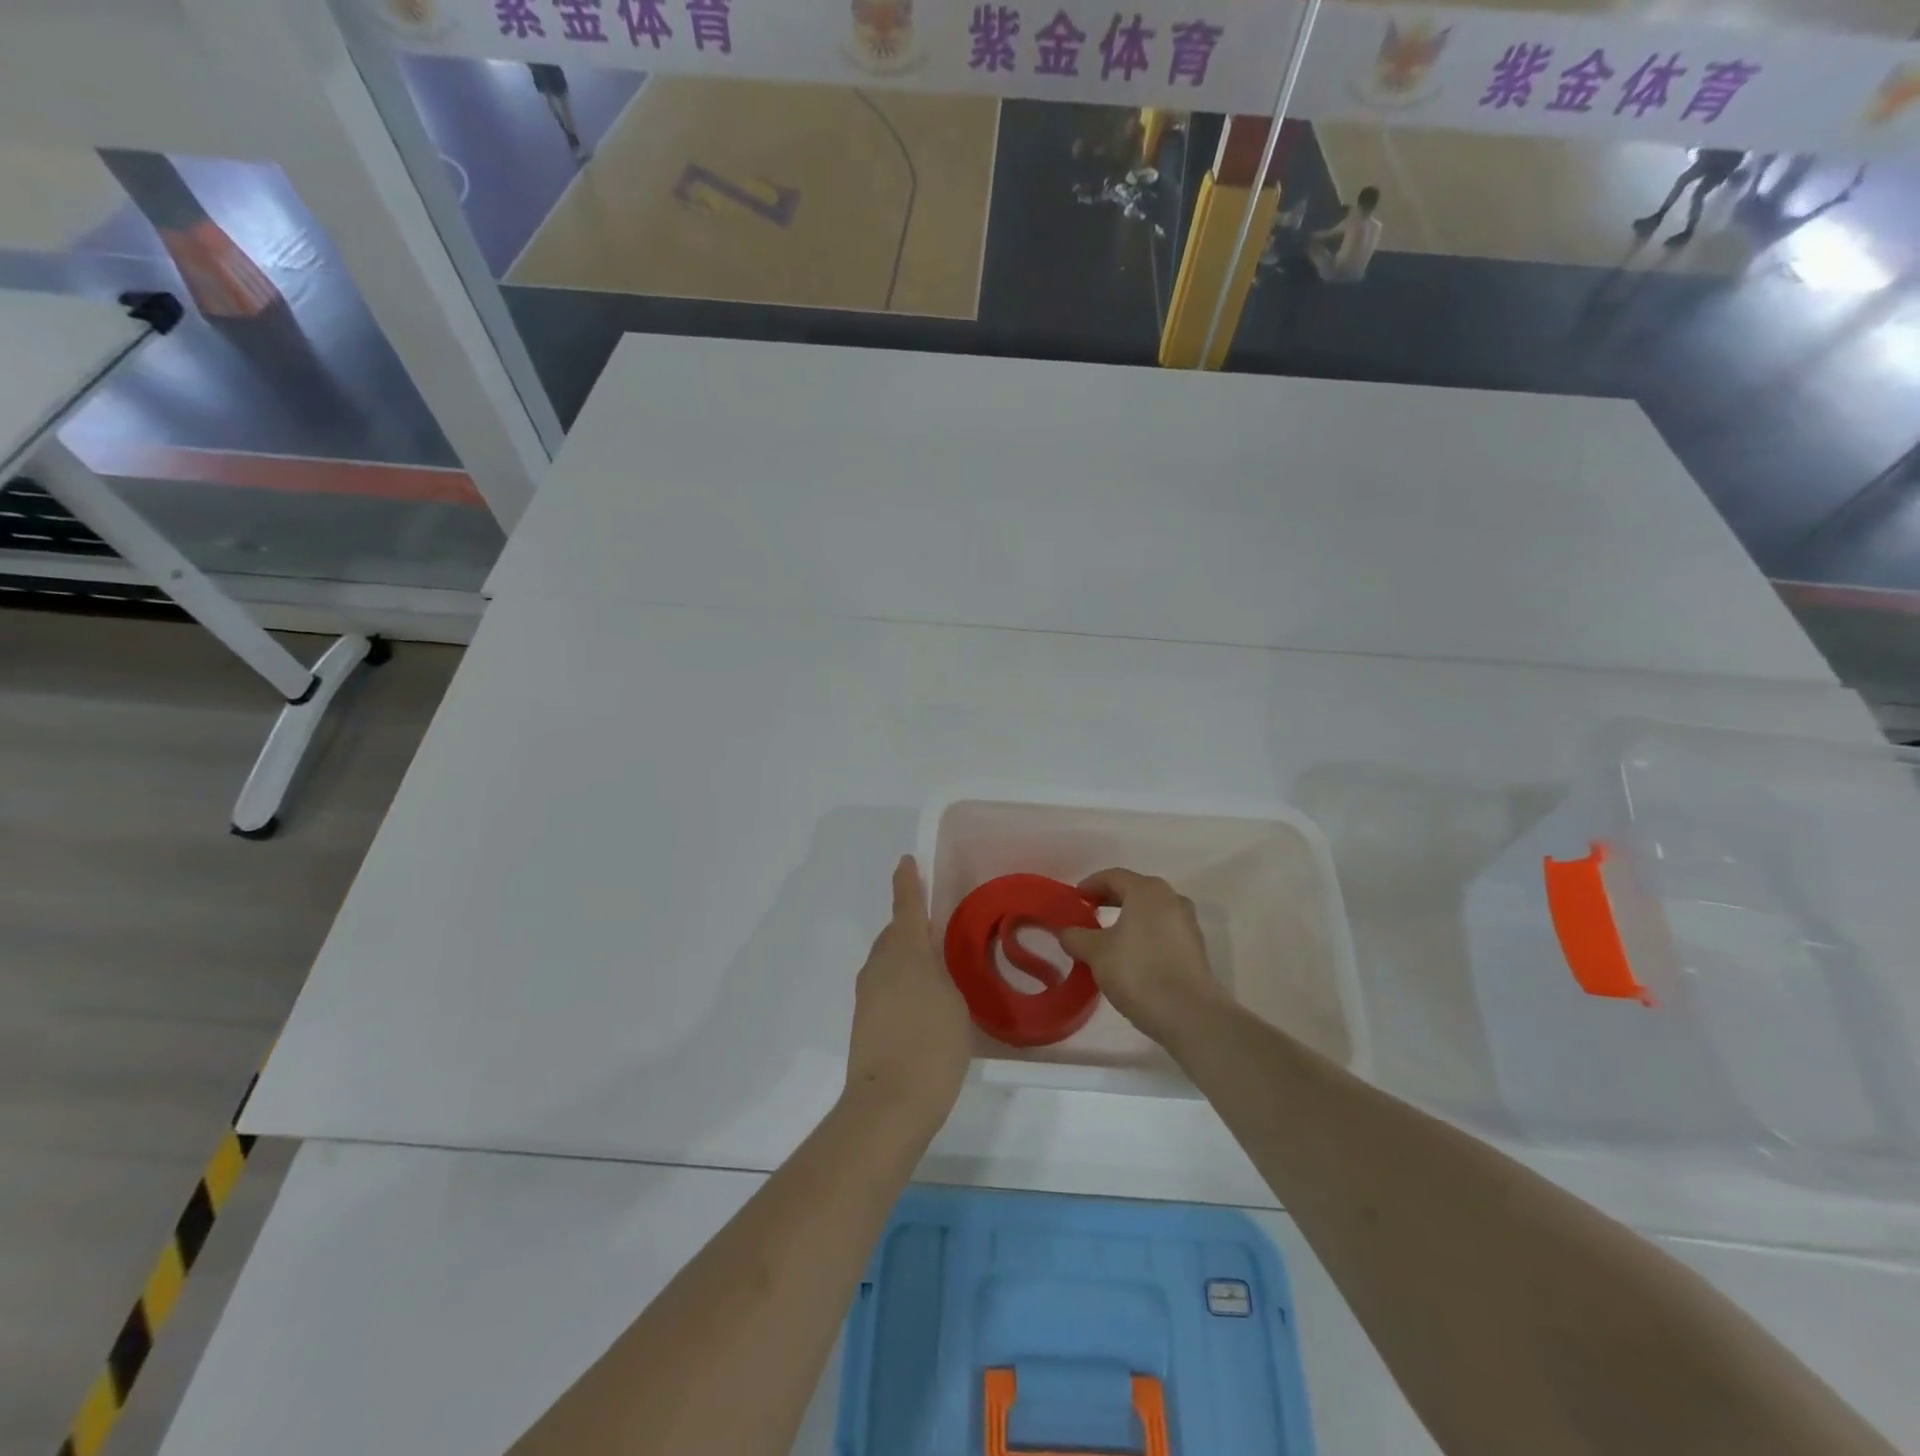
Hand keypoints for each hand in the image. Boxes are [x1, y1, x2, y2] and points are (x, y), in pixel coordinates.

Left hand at [844, 857, 972, 1134]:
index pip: (906, 907)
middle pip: (894, 934)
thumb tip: (930, 965)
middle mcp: (880, 965)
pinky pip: (885, 983)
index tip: (906, 862)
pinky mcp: (864, 1019)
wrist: (889, 1104)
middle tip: (937, 929)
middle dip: (910, 925)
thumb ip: (942, 973)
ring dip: (907, 956)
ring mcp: (867, 993)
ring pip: (888, 960)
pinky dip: (901, 981)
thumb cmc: (932, 1045)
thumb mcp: (953, 1000)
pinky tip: (921, 1001)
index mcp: (904, 952)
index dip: (908, 883)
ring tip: (935, 969)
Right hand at [1058, 869, 1223, 1043]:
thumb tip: (1067, 932)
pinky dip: (1144, 934)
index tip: (1075, 899)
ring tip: (1108, 937)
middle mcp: (1172, 898)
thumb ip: (1077, 937)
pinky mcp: (1196, 948)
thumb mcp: (1096, 953)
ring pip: (1151, 912)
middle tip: (1088, 914)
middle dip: (1109, 900)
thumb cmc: (1138, 972)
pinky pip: (1163, 930)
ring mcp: (1188, 923)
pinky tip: (1131, 956)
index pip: (1113, 876)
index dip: (1091, 884)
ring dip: (1128, 918)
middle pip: (1135, 891)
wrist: (1190, 1015)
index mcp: (1147, 891)